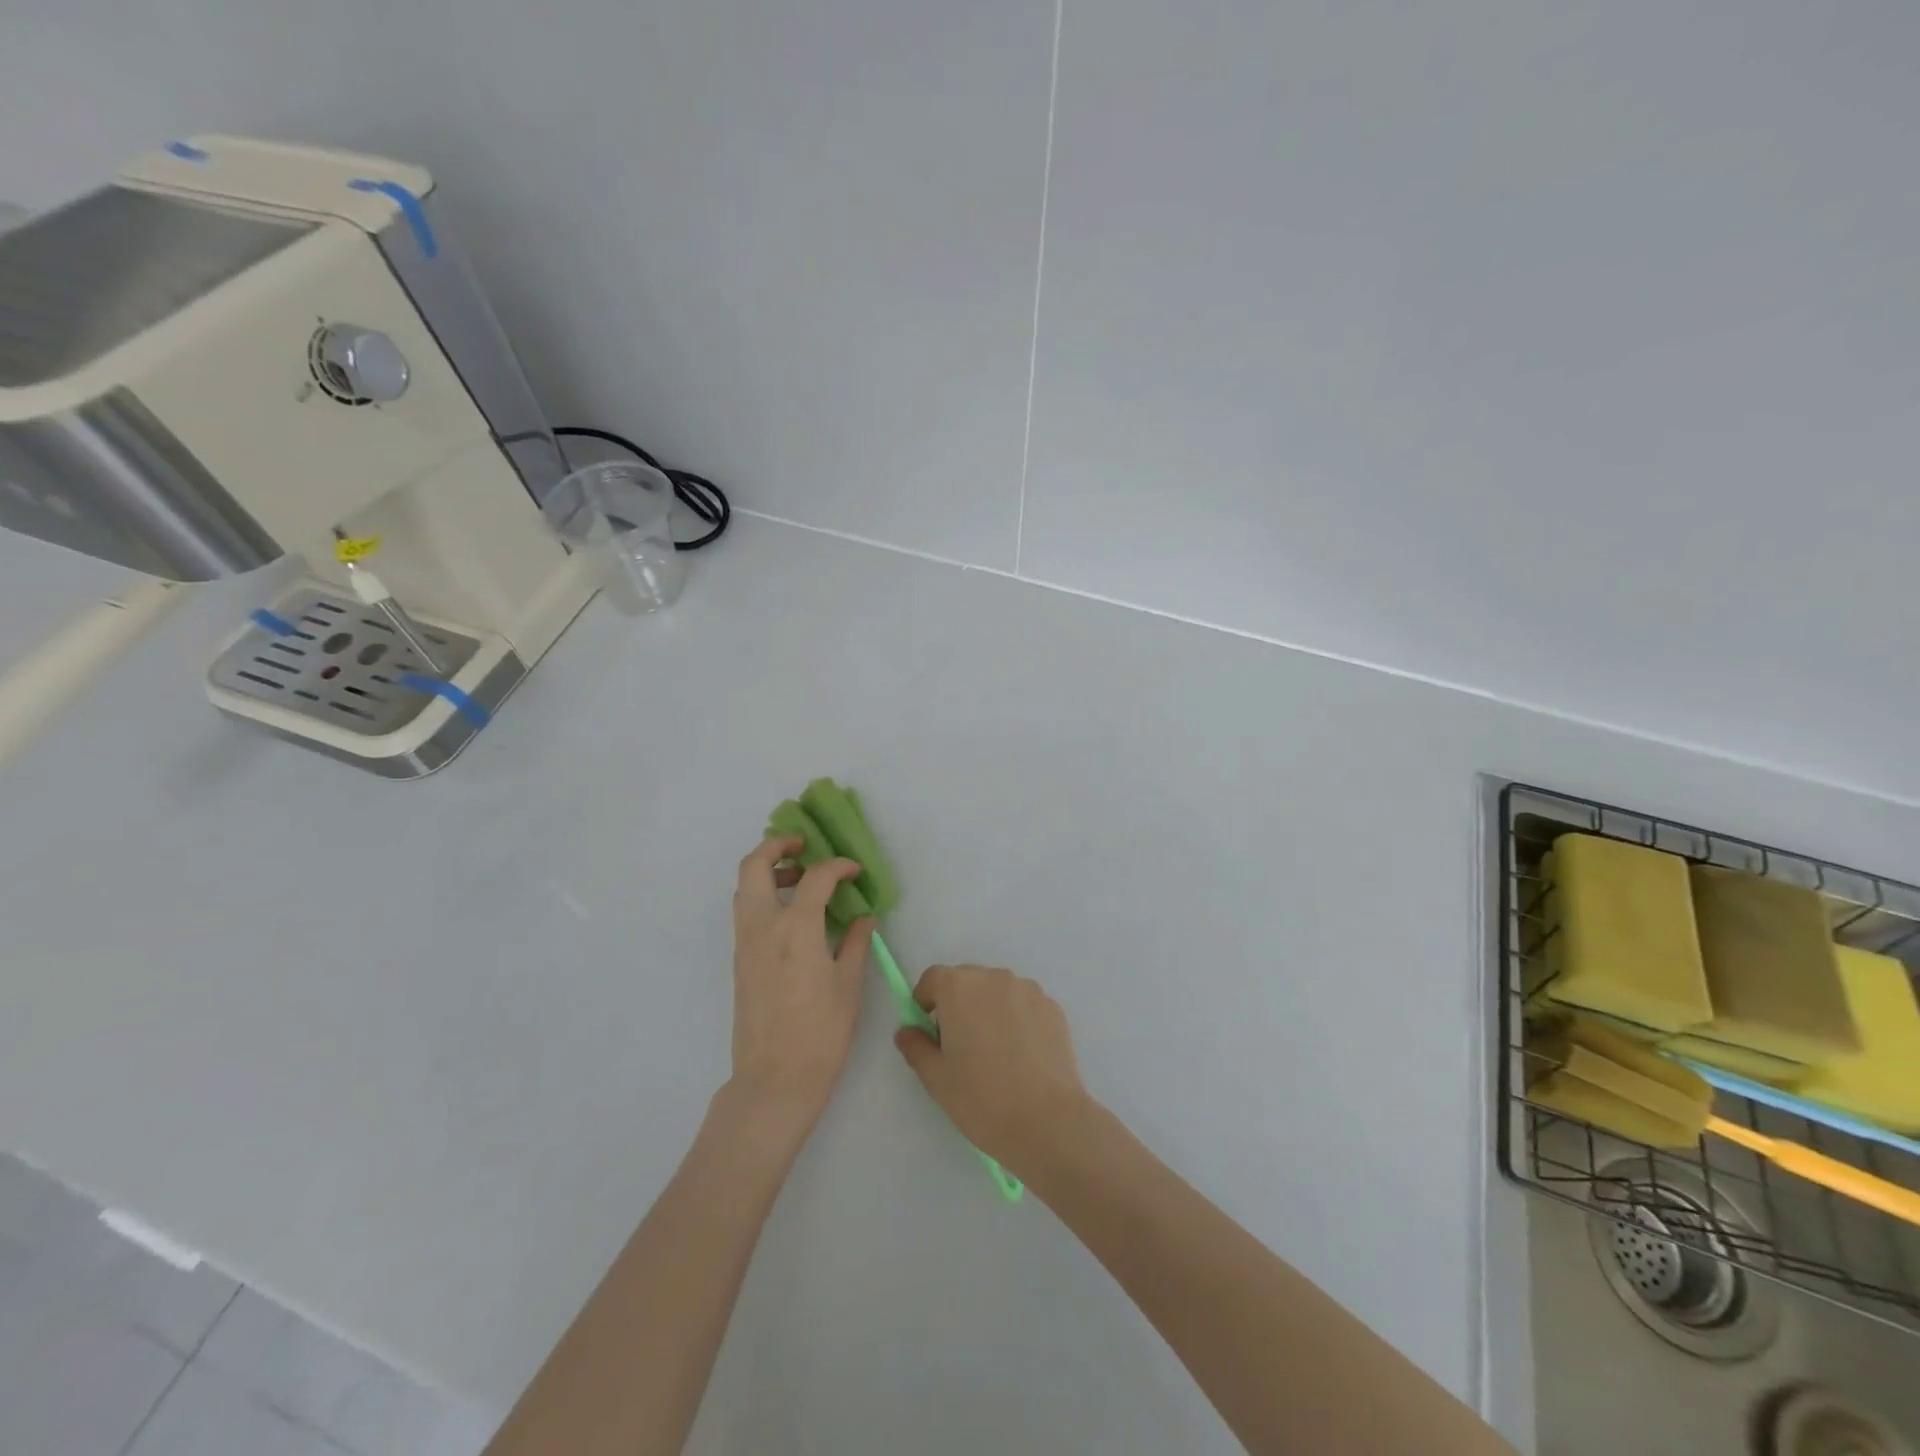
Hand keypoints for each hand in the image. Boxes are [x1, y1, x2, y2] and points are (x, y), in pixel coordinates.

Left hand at [729, 836, 874, 1121]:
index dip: (839, 866)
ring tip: (800, 879)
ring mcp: (745, 943)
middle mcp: (763, 926)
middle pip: (755, 865)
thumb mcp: (849, 985)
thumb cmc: (821, 1033)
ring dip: (768, 870)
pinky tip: (792, 914)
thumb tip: (864, 917)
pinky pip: (745, 911)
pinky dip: (763, 895)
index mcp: (796, 928)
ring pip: (744, 887)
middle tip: (803, 846)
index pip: (816, 877)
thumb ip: (857, 942)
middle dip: (777, 846)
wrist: (774, 1080)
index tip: (855, 870)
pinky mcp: (739, 960)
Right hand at [893, 966, 1094, 1176]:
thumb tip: (908, 1031)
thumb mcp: (936, 1079)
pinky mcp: (1053, 1007)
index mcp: (959, 988)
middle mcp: (994, 977)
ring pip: (997, 992)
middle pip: (966, 981)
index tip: (929, 1032)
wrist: (1047, 1121)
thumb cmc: (981, 1098)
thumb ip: (916, 1047)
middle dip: (958, 1005)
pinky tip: (1022, 1056)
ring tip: (995, 1053)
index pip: (933, 979)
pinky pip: (1024, 1005)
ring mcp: (1028, 990)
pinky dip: (1017, 1020)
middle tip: (960, 1047)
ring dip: (989, 1010)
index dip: (926, 1001)